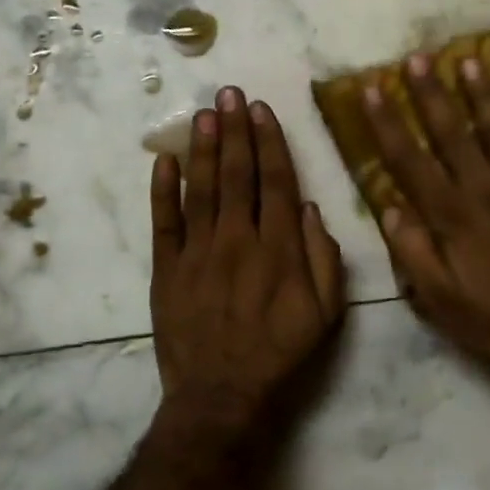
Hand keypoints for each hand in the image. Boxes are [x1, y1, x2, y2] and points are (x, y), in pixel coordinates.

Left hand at [150, 87, 345, 438]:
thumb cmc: (282, 355)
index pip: (277, 182)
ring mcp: (198, 253)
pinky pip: (163, 223)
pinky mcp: (167, 270)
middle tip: (230, 92)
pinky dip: (162, 190)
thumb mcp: (326, 314)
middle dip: (235, 130)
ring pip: (200, 189)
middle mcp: (238, 240)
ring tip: (204, 112)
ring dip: (202, 147)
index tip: (263, 110)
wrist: (223, 397)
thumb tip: (312, 208)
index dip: (271, 143)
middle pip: (236, 174)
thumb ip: (325, 258)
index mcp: (279, 248)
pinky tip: (163, 160)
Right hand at [364, 54, 489, 389]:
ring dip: (483, 94)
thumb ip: (412, 253)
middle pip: (452, 133)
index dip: (387, 123)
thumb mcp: (442, 302)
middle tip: (417, 57)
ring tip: (469, 61)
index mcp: (452, 217)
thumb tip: (387, 207)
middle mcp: (487, 190)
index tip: (372, 89)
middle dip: (431, 94)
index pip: (410, 161)